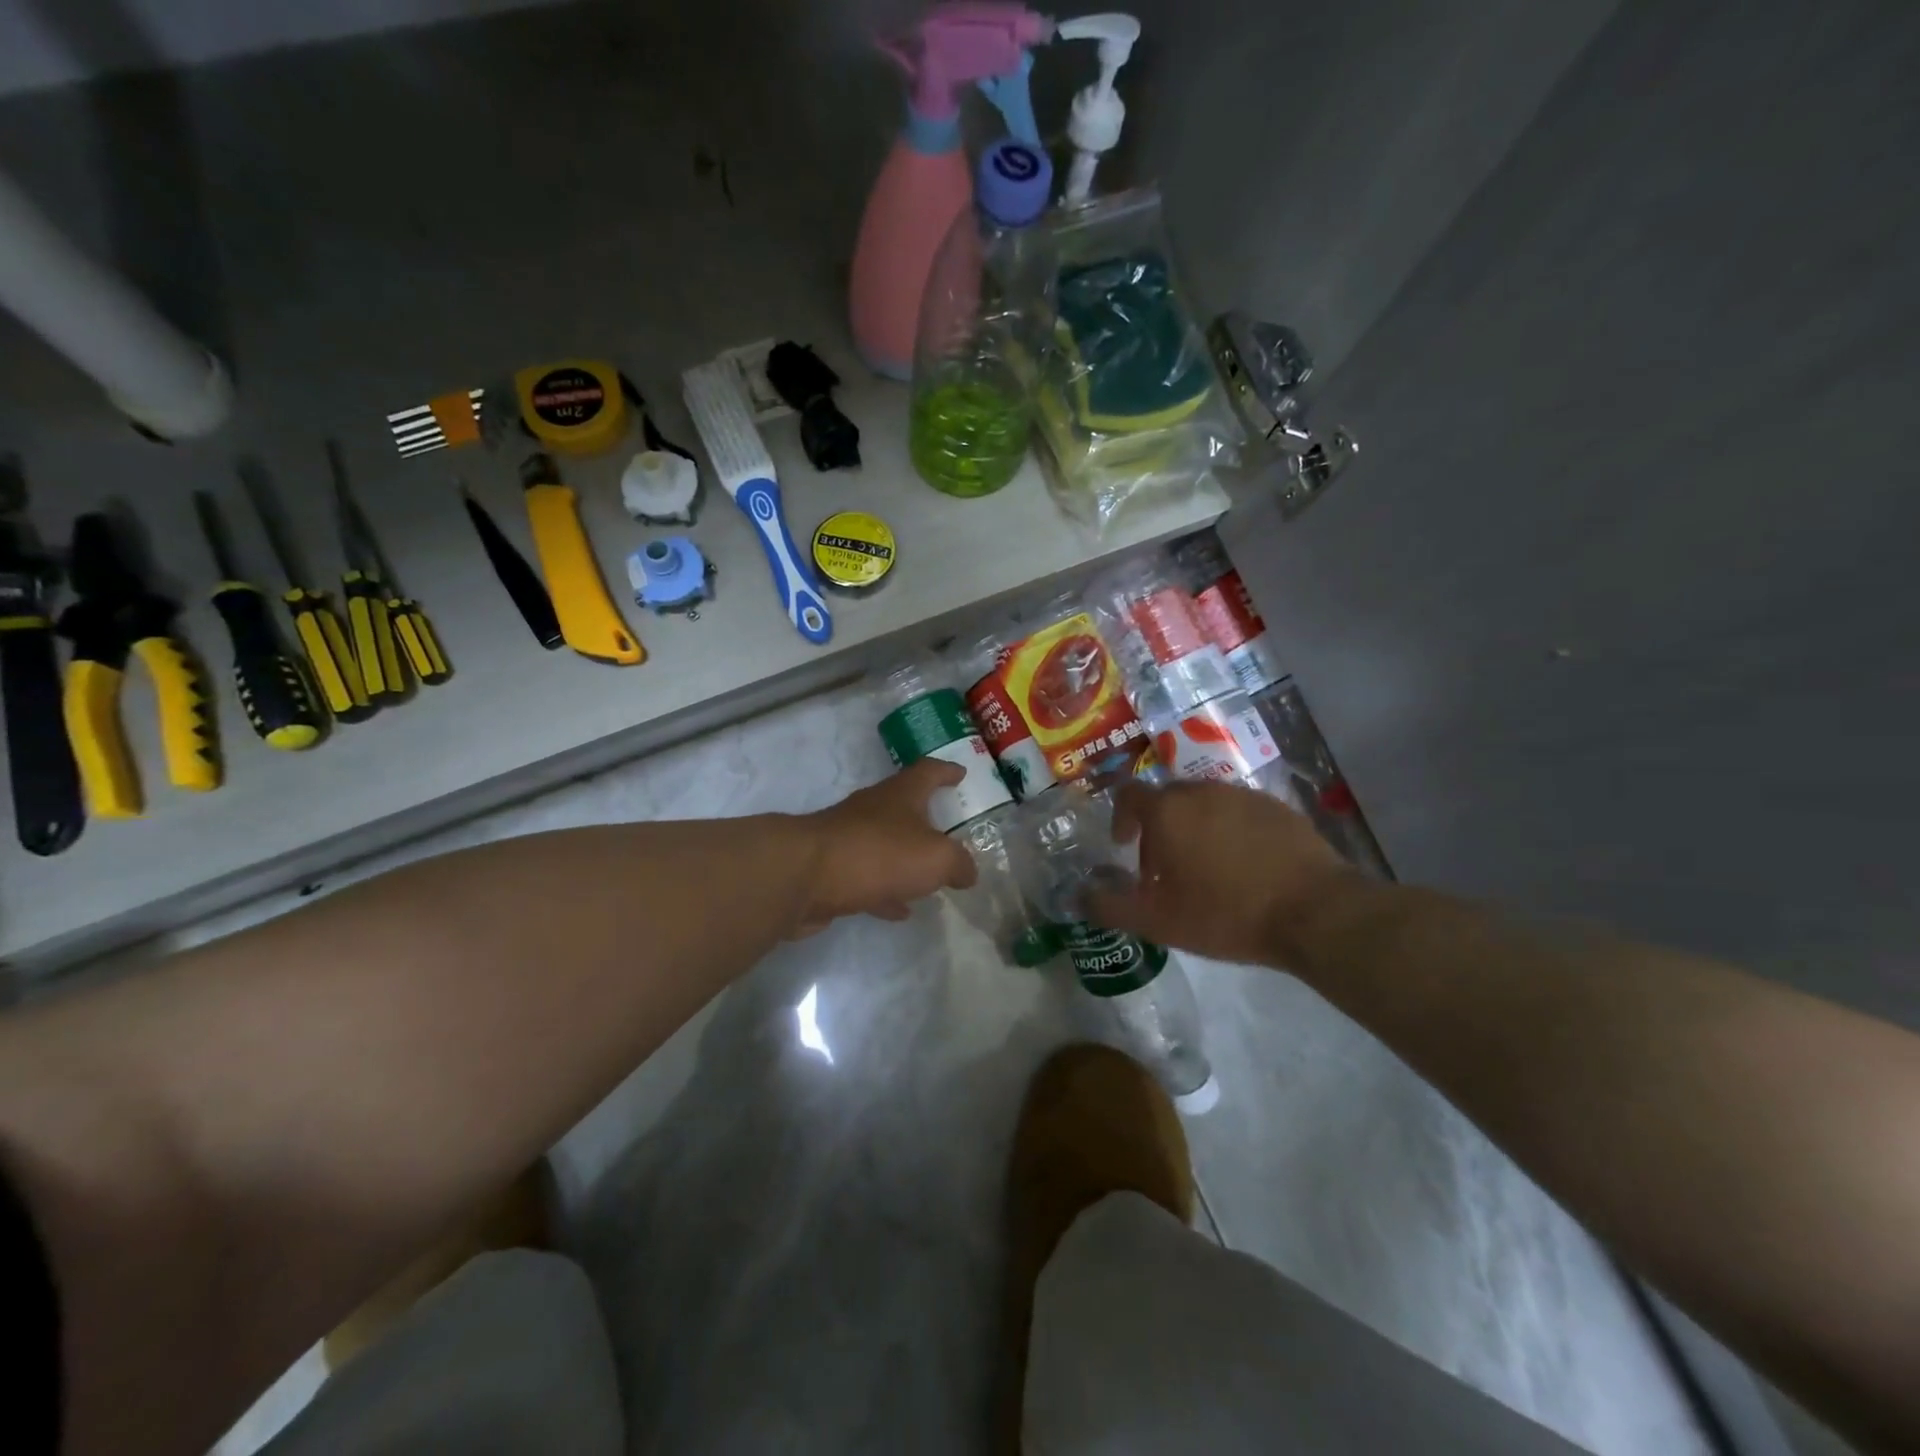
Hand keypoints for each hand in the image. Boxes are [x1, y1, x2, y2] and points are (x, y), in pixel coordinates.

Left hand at [795, 759, 979, 933]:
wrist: (803, 876)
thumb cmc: (878, 854)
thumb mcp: (935, 857)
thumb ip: (958, 863)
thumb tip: (968, 872)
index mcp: (900, 795)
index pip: (928, 772)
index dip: (946, 771)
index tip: (961, 773)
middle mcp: (872, 809)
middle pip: (903, 806)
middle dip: (925, 816)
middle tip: (948, 828)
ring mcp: (848, 838)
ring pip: (885, 844)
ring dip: (906, 858)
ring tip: (929, 877)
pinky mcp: (832, 869)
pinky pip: (868, 877)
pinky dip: (886, 890)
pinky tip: (899, 909)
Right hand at [1082, 781, 1357, 968]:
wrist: (1314, 912)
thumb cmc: (1225, 913)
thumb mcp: (1157, 922)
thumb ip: (1109, 907)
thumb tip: (1079, 897)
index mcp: (1167, 810)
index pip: (1128, 795)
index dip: (1120, 818)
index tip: (1125, 847)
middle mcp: (1202, 790)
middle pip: (1167, 800)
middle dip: (1158, 829)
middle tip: (1165, 870)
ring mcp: (1243, 795)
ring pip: (1205, 805)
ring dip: (1195, 829)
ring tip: (1207, 871)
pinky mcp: (1278, 807)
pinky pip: (1239, 812)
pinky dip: (1230, 832)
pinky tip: (1245, 868)